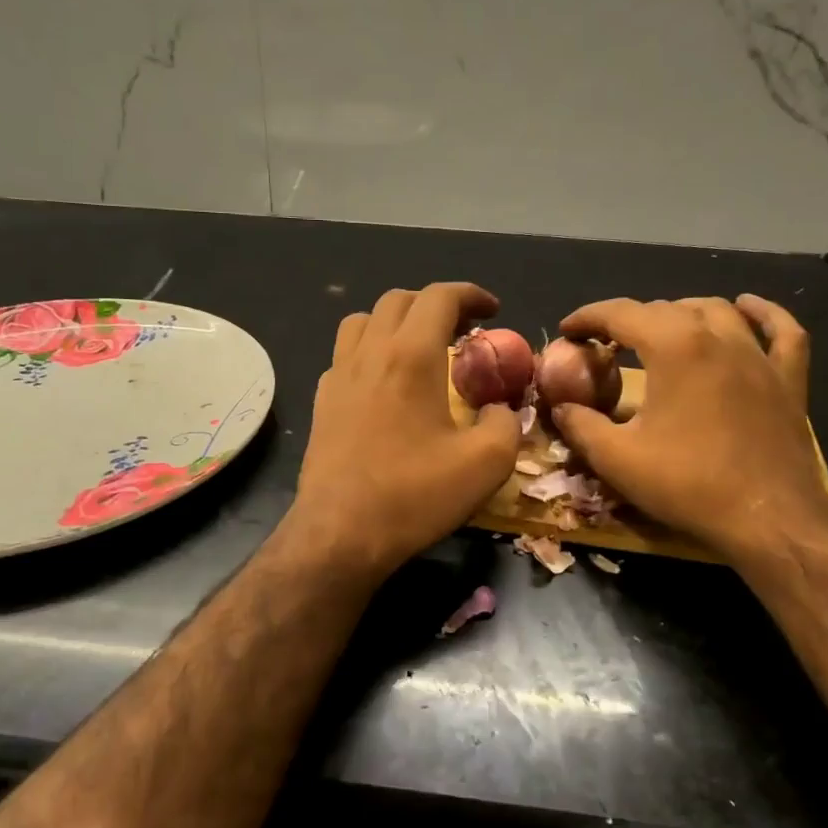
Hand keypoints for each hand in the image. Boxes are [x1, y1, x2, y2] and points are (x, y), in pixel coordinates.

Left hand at [288, 283, 520, 581]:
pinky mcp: (322, 402)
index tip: (493, 311)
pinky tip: (384, 383)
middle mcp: (370, 353)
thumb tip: (500, 408)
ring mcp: (338, 376)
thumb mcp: (486, 464)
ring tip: (419, 347)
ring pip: (363, 321)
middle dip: (436, 304)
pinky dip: (369, 351)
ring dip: (396, 321)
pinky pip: (345, 355)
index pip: (440, 297)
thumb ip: (505, 423)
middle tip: (463, 330)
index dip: (471, 294)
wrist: (341, 532)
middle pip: (399, 300)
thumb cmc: (414, 495)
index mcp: (411, 356)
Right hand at [550, 295, 827, 563]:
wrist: (768, 519)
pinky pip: (782, 331)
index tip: (567, 331)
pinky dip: (763, 314)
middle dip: (629, 320)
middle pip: (667, 309)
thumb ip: (580, 426)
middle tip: (606, 345)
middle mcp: (719, 337)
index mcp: (674, 347)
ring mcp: (759, 356)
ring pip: (718, 311)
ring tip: (661, 328)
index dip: (588, 317)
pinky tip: (747, 307)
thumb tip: (561, 408)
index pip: (622, 313)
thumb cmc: (688, 484)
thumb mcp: (616, 459)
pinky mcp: (788, 380)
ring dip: (682, 312)